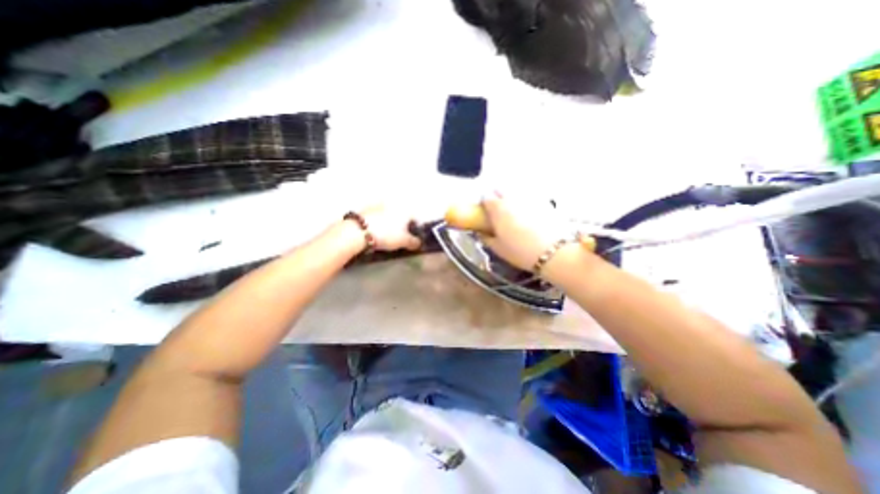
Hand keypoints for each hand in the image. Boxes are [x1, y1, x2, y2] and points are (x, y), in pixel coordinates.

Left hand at [360, 203, 421, 249]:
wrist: (358, 231)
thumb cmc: (386, 235)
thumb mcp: (404, 241)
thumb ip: (414, 242)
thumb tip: (419, 242)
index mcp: (405, 210)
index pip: (415, 219)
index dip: (416, 230)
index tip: (412, 239)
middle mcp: (394, 204)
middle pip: (402, 216)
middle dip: (402, 226)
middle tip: (399, 238)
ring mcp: (379, 205)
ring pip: (389, 215)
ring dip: (390, 223)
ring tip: (386, 235)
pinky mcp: (367, 208)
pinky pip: (377, 217)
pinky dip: (378, 223)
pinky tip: (376, 232)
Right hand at [457, 193, 573, 270]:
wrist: (553, 252)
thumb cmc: (520, 251)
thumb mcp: (498, 248)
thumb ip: (486, 238)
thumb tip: (481, 232)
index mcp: (498, 209)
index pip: (485, 197)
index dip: (483, 203)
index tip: (484, 210)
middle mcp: (511, 199)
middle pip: (499, 189)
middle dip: (495, 195)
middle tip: (496, 207)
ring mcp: (528, 198)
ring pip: (514, 191)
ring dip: (509, 196)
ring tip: (511, 208)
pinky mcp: (543, 201)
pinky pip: (528, 196)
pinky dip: (523, 200)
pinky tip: (526, 211)